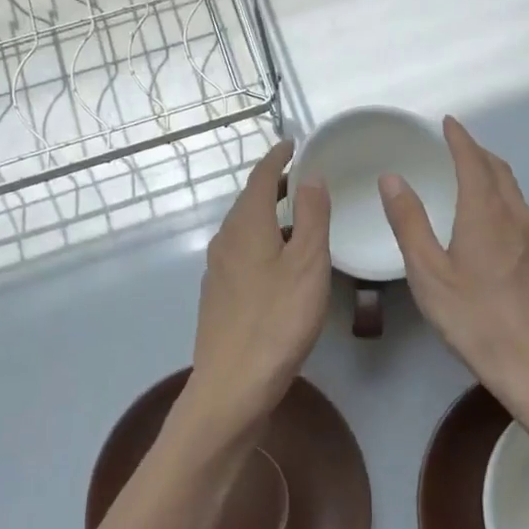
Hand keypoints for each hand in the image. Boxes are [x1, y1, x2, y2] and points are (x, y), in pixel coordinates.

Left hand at [186, 140, 331, 438]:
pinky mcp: (219, 295)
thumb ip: (311, 216)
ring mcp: (218, 269)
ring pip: (244, 228)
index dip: (277, 158)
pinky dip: (262, 241)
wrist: (232, 385)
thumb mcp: (308, 263)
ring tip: (297, 218)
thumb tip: (311, 176)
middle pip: (249, 201)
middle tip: (301, 178)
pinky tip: (279, 262)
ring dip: (269, 215)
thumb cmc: (278, 319)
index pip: (260, 177)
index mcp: (246, 225)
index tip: (292, 144)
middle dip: (274, 185)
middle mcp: (225, 240)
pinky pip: (242, 252)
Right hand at [379, 117, 528, 426]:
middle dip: (477, 151)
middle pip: (499, 170)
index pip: (473, 161)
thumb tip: (393, 178)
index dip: (459, 138)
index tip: (447, 122)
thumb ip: (409, 223)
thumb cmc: (478, 320)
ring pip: (512, 191)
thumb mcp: (430, 274)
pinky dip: (500, 195)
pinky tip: (489, 218)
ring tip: (469, 174)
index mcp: (486, 214)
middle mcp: (516, 217)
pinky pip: (519, 210)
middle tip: (454, 145)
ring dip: (491, 172)